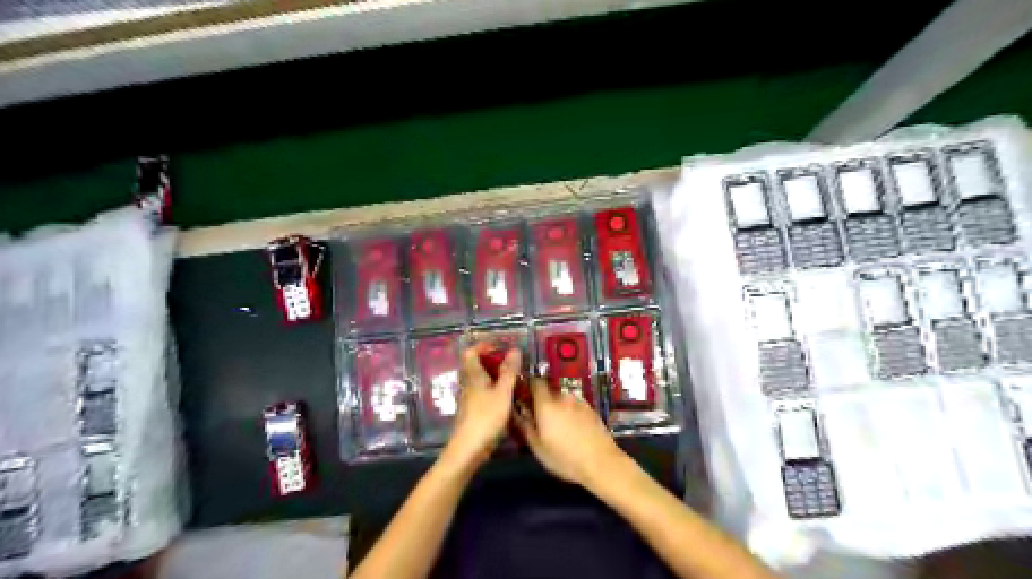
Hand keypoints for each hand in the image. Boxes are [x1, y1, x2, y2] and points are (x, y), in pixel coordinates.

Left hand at [443, 345, 525, 471]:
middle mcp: (468, 385)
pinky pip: (483, 393)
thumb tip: (514, 349)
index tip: (501, 346)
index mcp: (473, 376)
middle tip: (512, 362)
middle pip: (476, 366)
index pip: (471, 353)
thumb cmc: (486, 418)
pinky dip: (495, 390)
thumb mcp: (502, 393)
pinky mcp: (473, 412)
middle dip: (492, 361)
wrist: (468, 450)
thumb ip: (509, 372)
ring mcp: (469, 400)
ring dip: (495, 376)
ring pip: (480, 381)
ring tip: (514, 378)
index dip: (483, 346)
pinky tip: (508, 398)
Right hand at [513, 380, 624, 486]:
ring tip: (558, 426)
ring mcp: (579, 401)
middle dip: (543, 400)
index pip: (535, 382)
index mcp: (546, 404)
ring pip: (563, 399)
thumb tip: (518, 413)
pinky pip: (574, 405)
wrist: (601, 462)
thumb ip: (526, 427)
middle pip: (549, 390)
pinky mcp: (591, 408)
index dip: (528, 386)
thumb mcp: (538, 448)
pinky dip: (570, 412)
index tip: (524, 396)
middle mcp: (562, 397)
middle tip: (540, 417)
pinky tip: (573, 429)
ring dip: (558, 407)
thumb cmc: (565, 458)